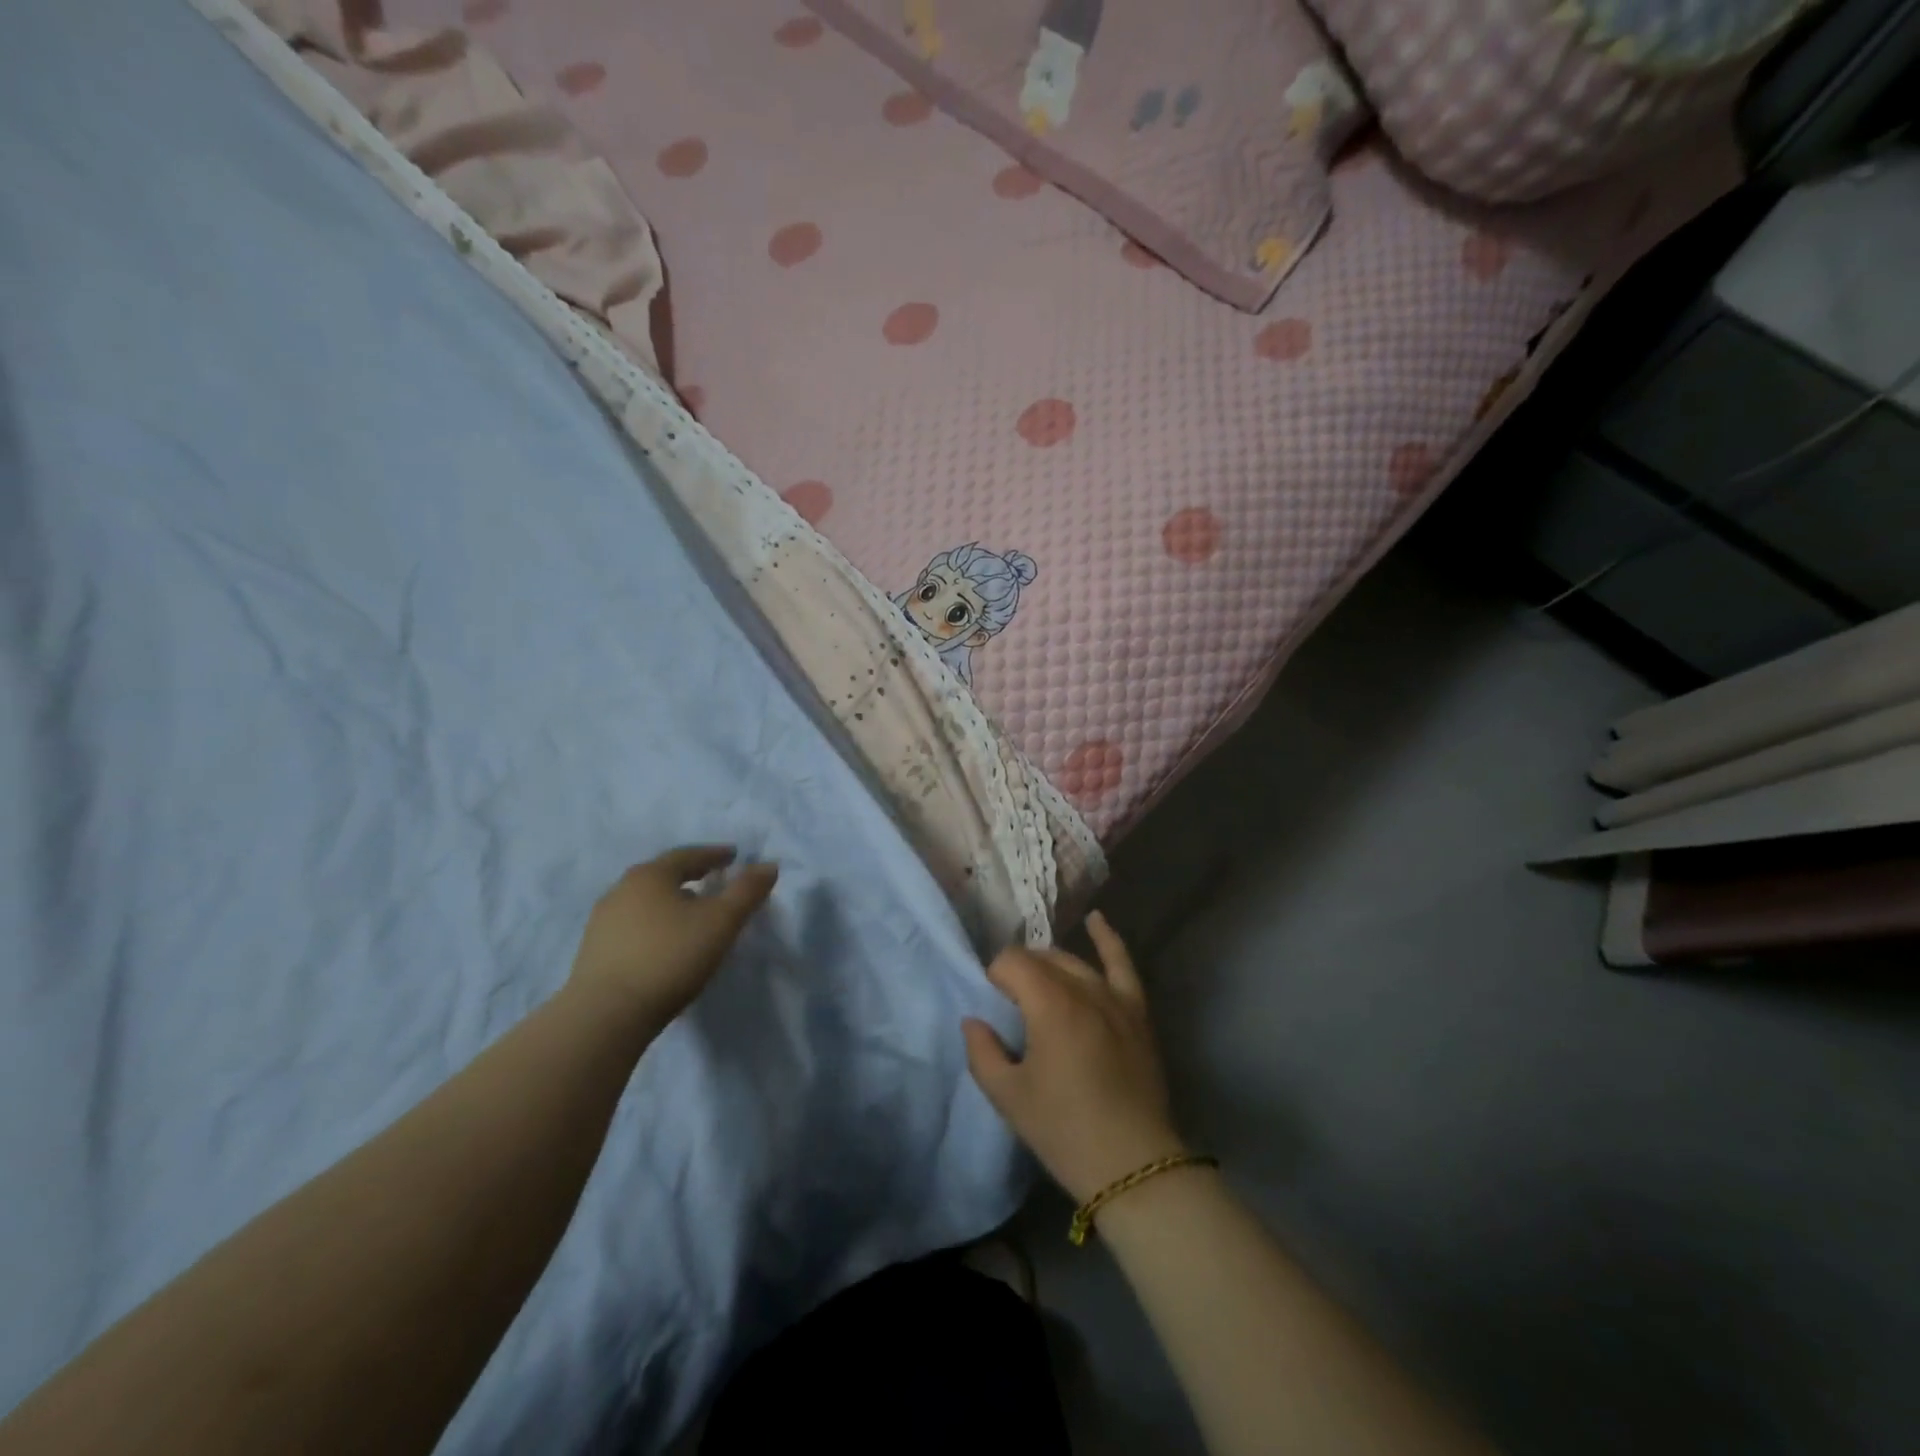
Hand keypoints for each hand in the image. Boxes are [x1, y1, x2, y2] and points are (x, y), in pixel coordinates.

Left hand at [567, 847, 777, 1027]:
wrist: (606, 1015)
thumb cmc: (670, 957)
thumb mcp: (721, 922)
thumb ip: (747, 891)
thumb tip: (769, 865)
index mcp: (651, 875)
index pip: (688, 855)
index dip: (715, 855)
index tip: (734, 856)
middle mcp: (621, 890)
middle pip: (663, 875)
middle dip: (690, 876)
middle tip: (713, 882)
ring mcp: (602, 921)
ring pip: (645, 901)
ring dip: (670, 902)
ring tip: (690, 915)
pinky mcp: (593, 951)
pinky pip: (632, 927)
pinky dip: (654, 926)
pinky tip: (664, 944)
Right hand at [963, 912, 1186, 1204]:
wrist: (1133, 1164)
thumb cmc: (1064, 1130)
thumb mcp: (1008, 1096)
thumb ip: (982, 1051)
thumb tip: (974, 1021)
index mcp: (1049, 1004)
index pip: (1012, 963)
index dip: (995, 979)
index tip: (992, 1008)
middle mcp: (1083, 988)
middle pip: (1041, 959)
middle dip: (1019, 973)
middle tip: (1010, 1007)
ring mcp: (1114, 997)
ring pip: (1073, 961)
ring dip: (1049, 964)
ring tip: (1036, 982)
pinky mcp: (1136, 1011)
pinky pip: (1122, 964)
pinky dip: (1108, 938)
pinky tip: (1096, 919)